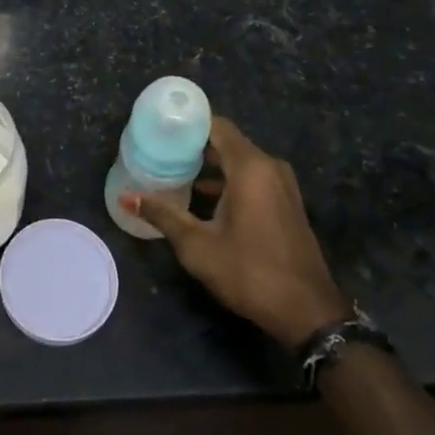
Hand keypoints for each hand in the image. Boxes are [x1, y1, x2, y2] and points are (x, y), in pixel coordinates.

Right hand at [121, 116, 348, 347]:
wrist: (307, 312)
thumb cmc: (250, 272)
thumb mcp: (198, 246)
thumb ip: (163, 215)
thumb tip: (126, 197)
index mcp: (250, 167)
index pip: (216, 125)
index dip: (187, 122)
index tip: (159, 126)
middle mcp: (269, 167)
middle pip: (227, 142)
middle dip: (194, 145)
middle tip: (159, 149)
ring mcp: (282, 185)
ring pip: (240, 161)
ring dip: (211, 165)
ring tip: (174, 171)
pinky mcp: (286, 203)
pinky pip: (253, 178)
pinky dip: (229, 180)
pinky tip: (203, 196)